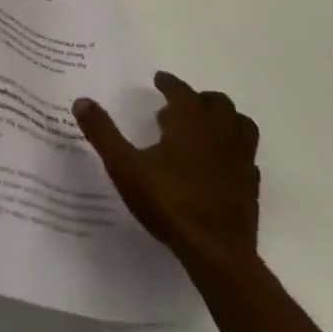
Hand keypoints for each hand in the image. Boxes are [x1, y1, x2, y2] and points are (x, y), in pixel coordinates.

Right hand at [74, 72, 260, 277]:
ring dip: (224, 119)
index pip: (181, 90)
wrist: (217, 252)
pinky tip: (220, 164)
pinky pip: (247, 156)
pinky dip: (234, 151)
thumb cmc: (169, 201)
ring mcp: (240, 158)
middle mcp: (220, 131)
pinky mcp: (251, 185)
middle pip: (216, 103)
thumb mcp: (125, 166)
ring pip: (240, 124)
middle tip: (178, 108)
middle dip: (198, 99)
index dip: (169, 83)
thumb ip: (103, 133)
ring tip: (205, 129)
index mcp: (191, 120)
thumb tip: (81, 101)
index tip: (159, 80)